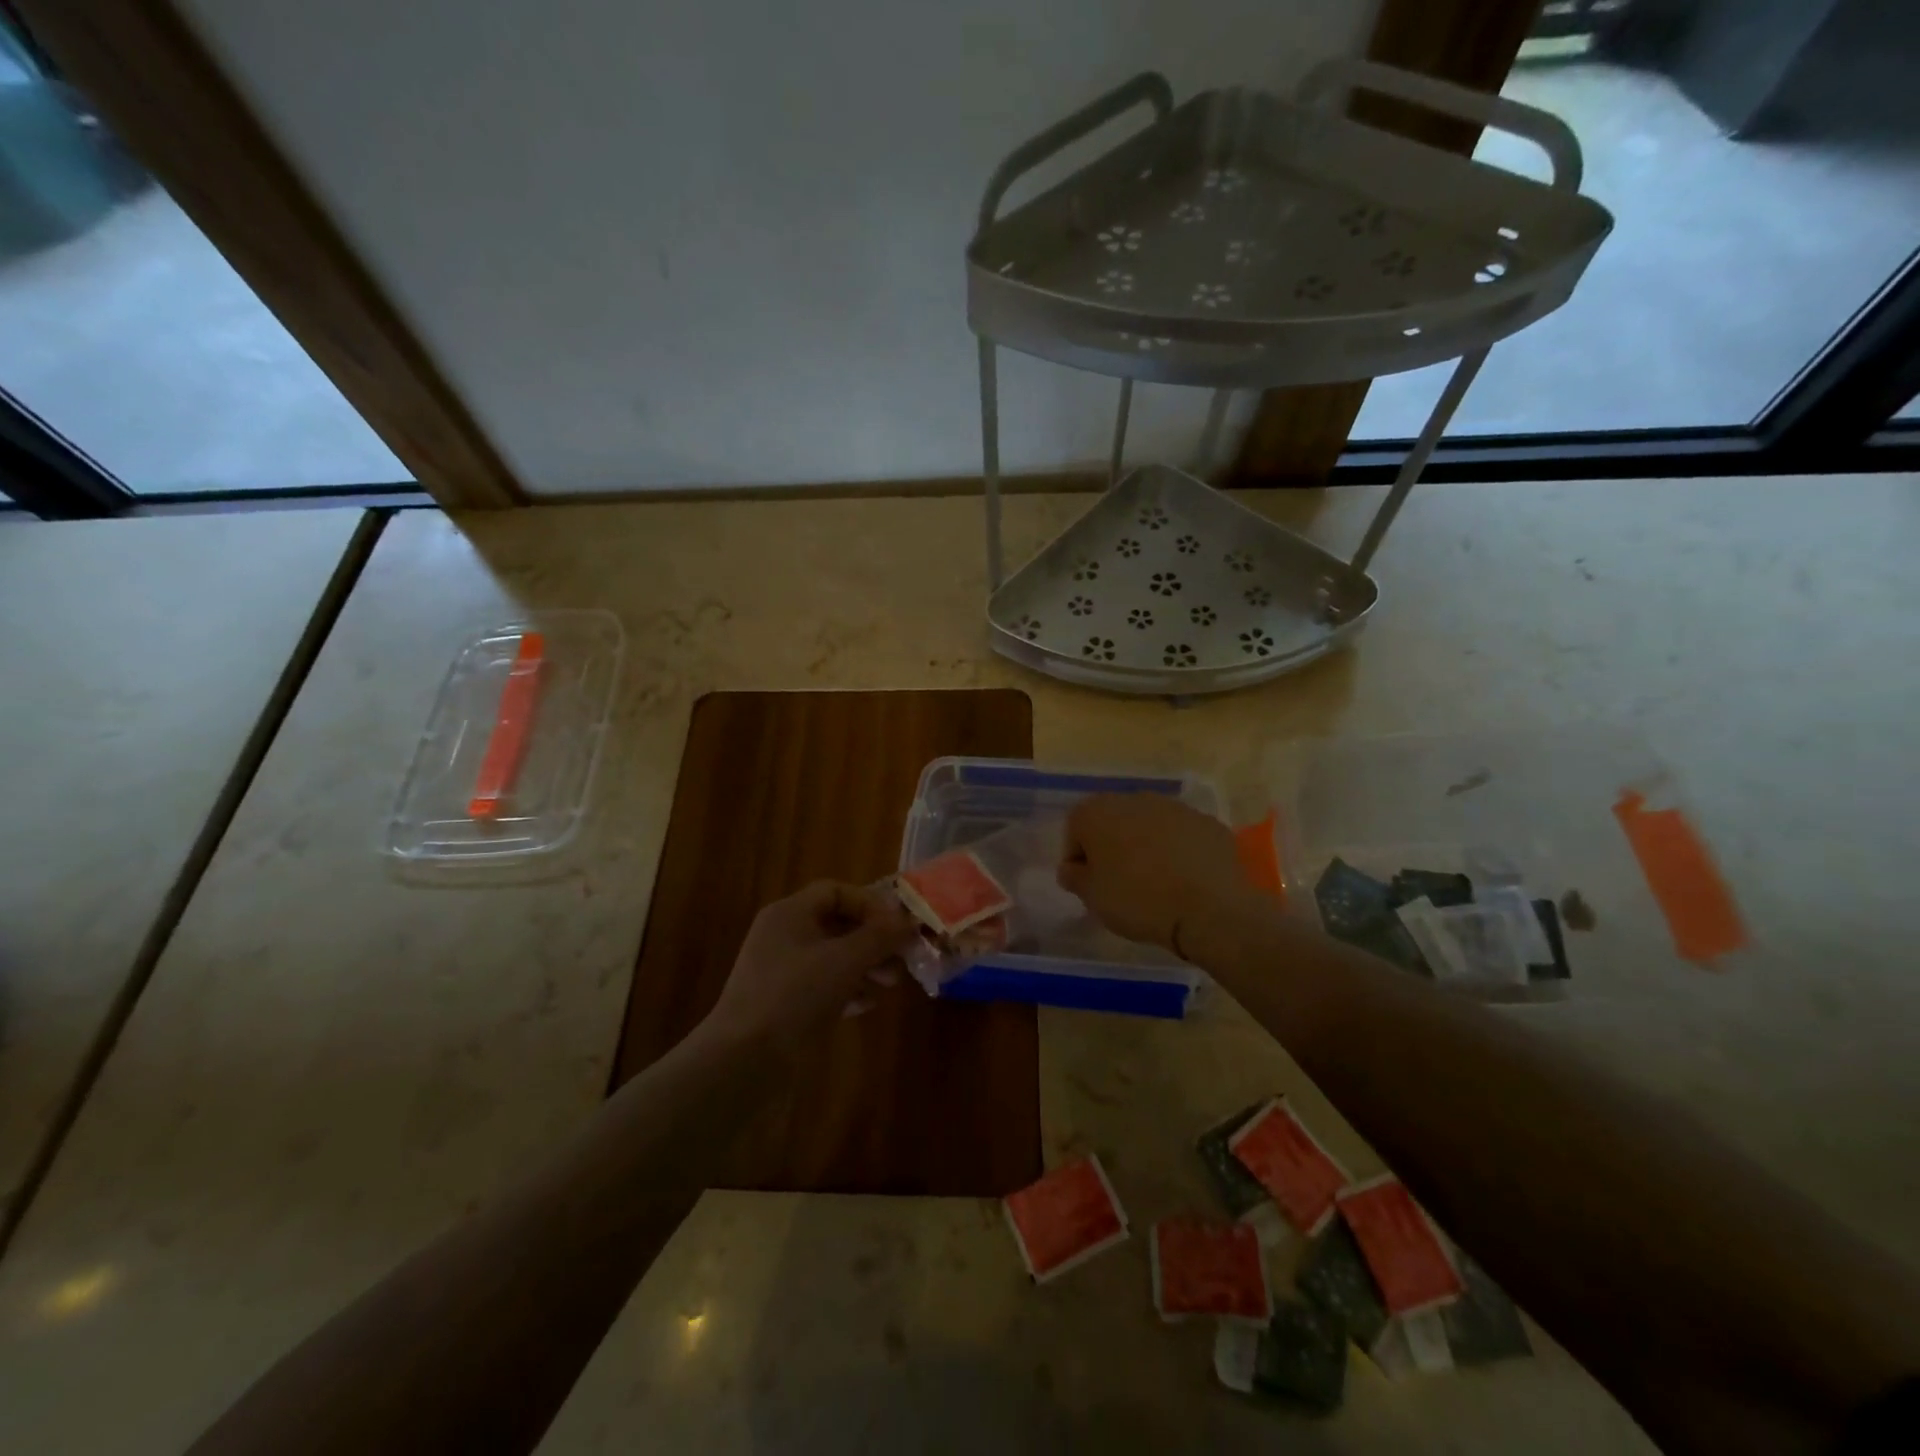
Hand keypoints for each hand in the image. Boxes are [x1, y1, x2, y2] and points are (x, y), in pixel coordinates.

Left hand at [703, 882, 916, 1055]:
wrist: (744, 1060)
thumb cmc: (795, 995)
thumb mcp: (846, 960)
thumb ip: (880, 936)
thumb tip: (910, 920)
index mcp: (790, 914)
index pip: (835, 891)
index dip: (869, 904)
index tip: (897, 927)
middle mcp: (783, 936)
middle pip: (837, 924)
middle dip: (873, 939)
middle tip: (902, 958)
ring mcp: (781, 972)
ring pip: (832, 957)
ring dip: (865, 965)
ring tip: (891, 984)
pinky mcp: (783, 1004)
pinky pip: (823, 986)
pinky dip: (848, 989)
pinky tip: (868, 1005)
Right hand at [1059, 794, 1247, 954]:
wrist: (1210, 909)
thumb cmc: (1138, 900)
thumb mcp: (1093, 898)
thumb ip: (1074, 877)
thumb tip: (1072, 868)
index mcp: (1099, 812)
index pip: (1075, 828)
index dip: (1077, 857)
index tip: (1086, 884)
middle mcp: (1135, 799)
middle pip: (1113, 821)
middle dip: (1111, 846)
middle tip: (1118, 882)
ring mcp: (1175, 807)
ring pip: (1149, 825)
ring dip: (1145, 846)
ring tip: (1154, 882)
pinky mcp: (1207, 823)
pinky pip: (1182, 835)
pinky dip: (1178, 851)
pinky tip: (1184, 880)